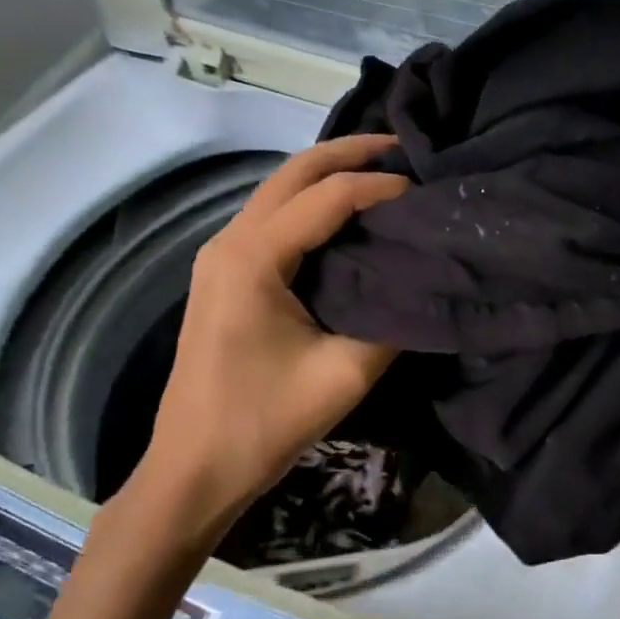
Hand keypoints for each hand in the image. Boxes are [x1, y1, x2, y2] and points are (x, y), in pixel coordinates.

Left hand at [124, 136, 406, 548]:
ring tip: (383, 171)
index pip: (327, 197)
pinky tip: (347, 212)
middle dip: (350, 153)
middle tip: (404, 149)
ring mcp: (221, 254)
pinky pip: (274, 214)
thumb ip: (392, 320)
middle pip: (295, 172)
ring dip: (330, 172)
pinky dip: (313, 200)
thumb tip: (425, 282)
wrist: (193, 470)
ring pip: (280, 188)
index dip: (380, 186)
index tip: (426, 191)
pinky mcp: (224, 272)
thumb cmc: (264, 424)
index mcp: (253, 258)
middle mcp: (231, 241)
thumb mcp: (344, 374)